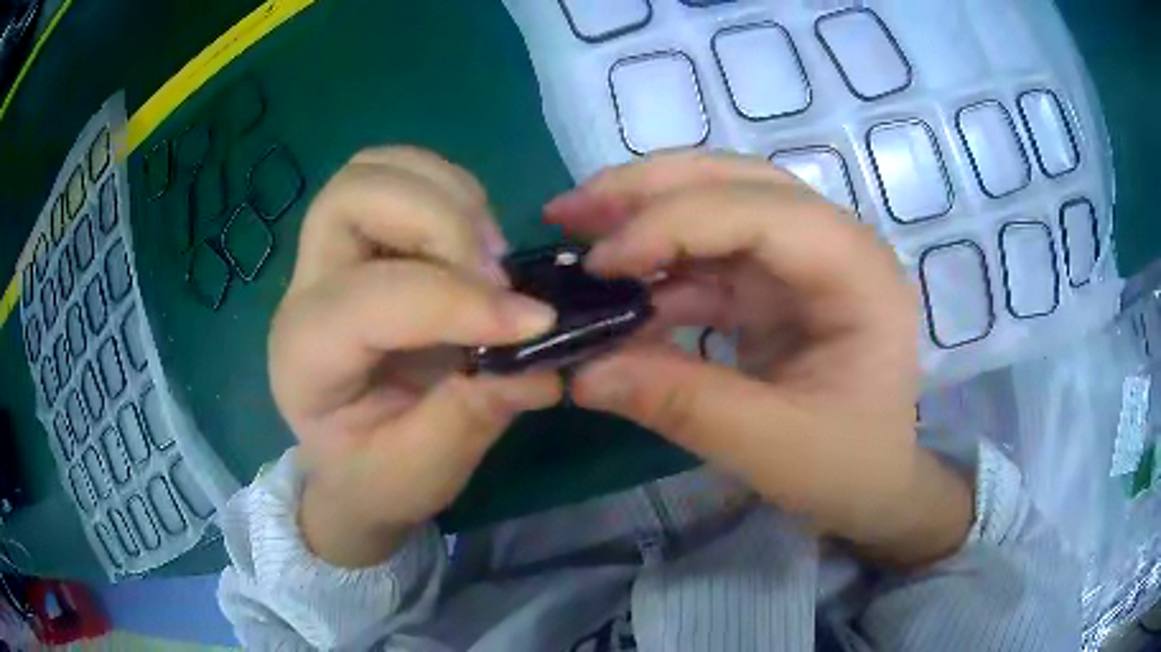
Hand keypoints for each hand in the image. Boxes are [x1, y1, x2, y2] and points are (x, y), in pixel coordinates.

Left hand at [270, 147, 562, 566]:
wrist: (351, 461)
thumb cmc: (377, 474)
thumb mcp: (423, 472)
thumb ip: (473, 416)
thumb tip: (542, 361)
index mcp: (304, 359)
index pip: (367, 299)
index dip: (455, 301)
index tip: (535, 322)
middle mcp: (303, 290)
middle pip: (352, 195)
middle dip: (439, 220)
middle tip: (496, 274)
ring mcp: (328, 254)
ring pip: (375, 168)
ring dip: (448, 196)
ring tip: (489, 255)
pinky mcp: (361, 239)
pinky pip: (402, 174)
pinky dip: (451, 190)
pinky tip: (477, 242)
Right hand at [546, 152, 972, 567]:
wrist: (874, 481)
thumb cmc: (848, 466)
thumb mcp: (772, 448)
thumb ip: (682, 405)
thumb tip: (581, 371)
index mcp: (857, 273)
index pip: (762, 212)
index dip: (674, 223)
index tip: (599, 264)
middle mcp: (835, 243)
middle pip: (737, 182)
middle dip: (648, 189)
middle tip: (569, 210)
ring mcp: (803, 258)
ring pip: (717, 203)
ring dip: (644, 212)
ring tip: (577, 228)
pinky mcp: (776, 281)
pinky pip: (709, 254)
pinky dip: (658, 264)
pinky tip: (615, 284)